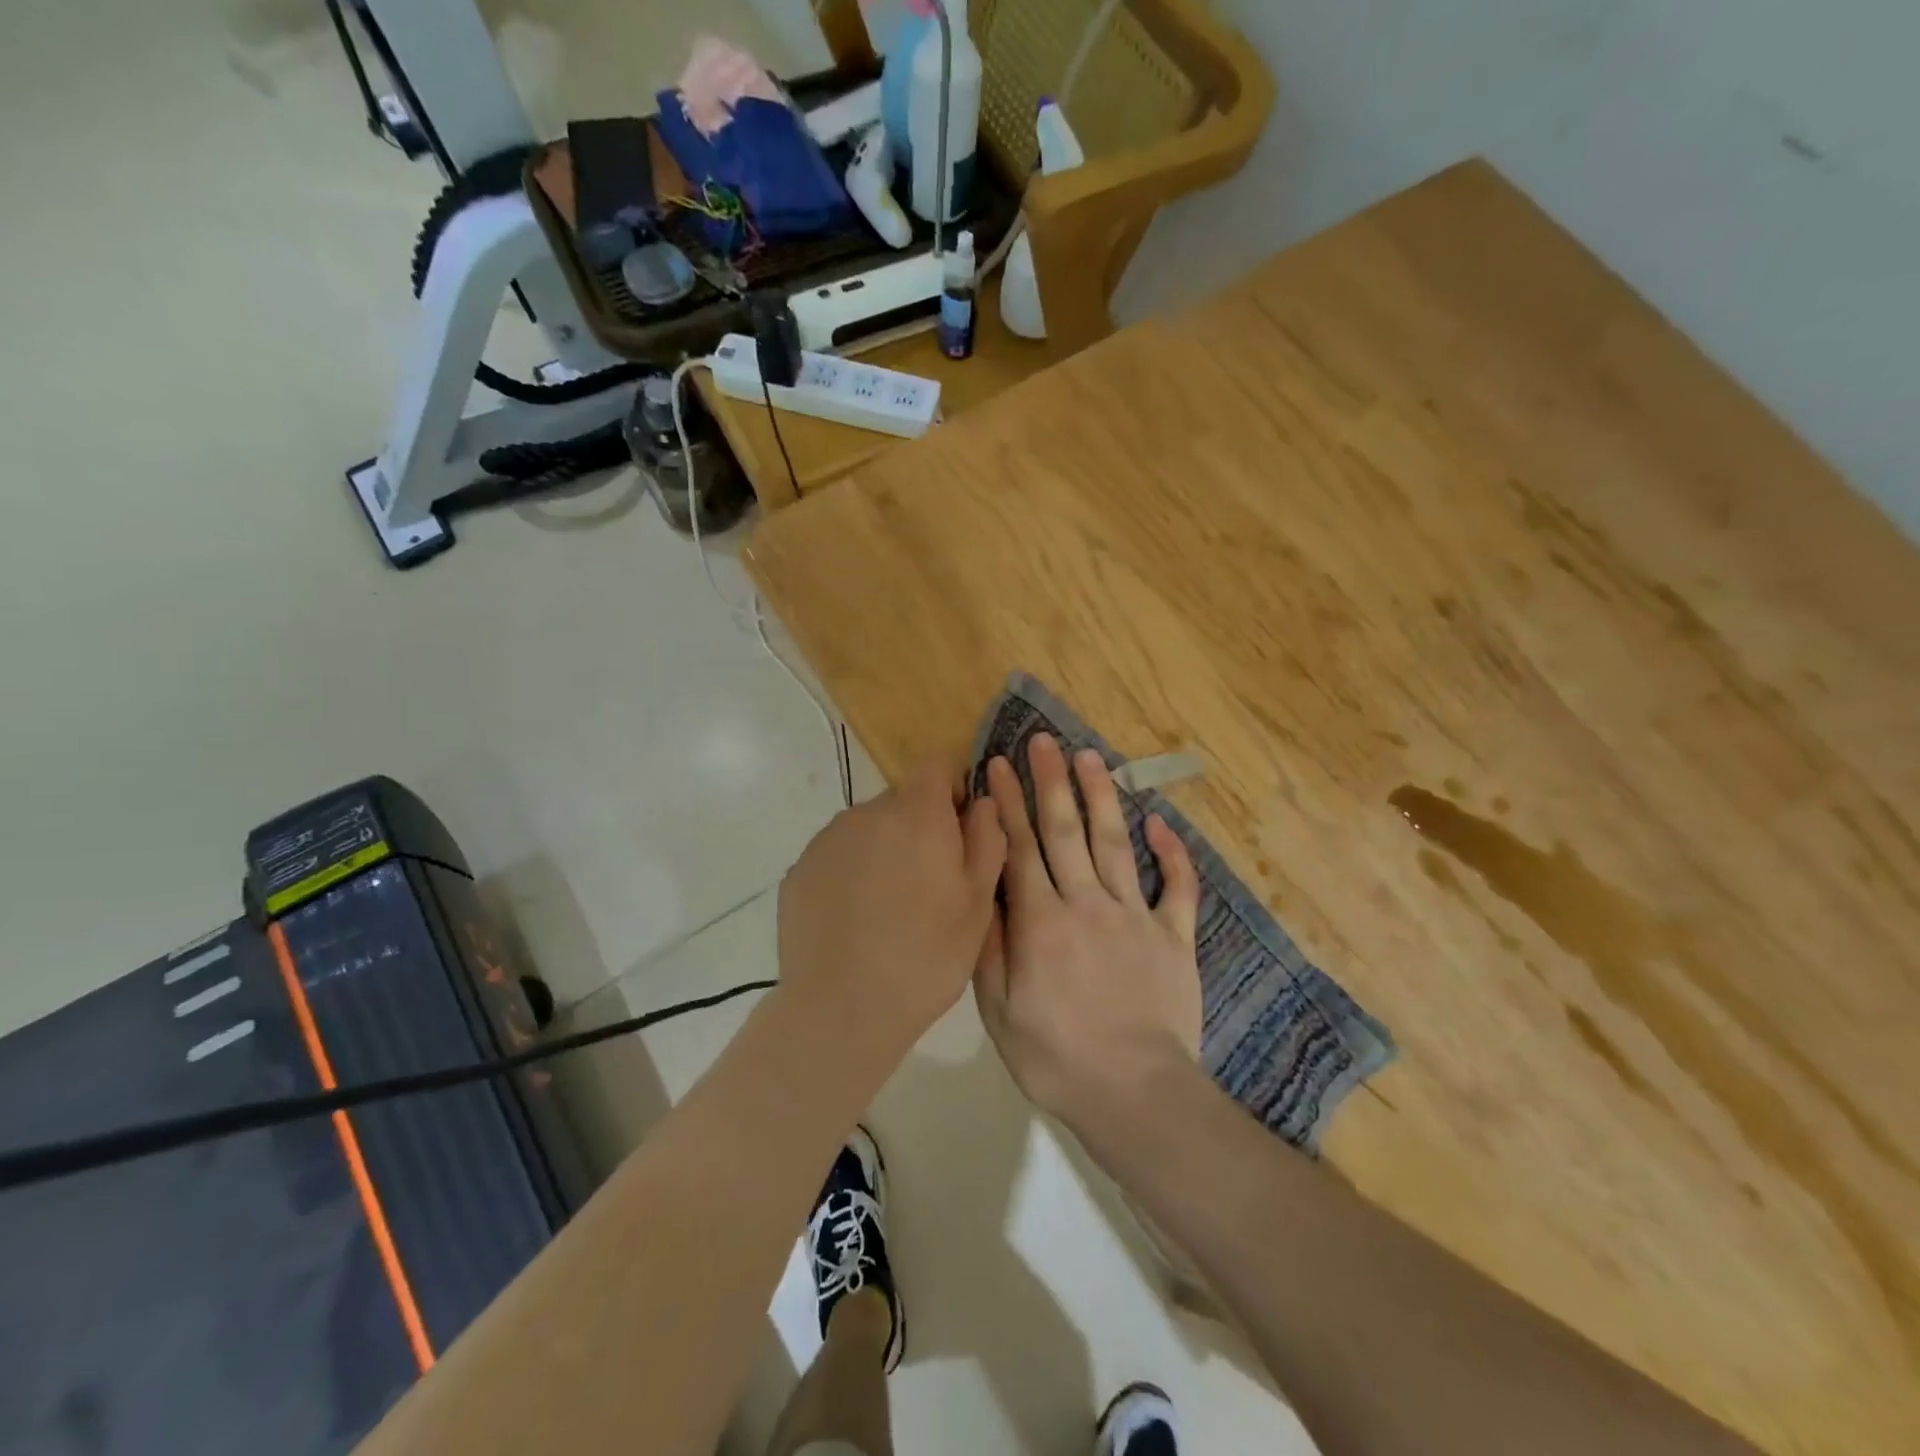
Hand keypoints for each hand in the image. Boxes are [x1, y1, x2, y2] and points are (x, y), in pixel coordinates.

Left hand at [778, 761, 1006, 1068]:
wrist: (842, 1009)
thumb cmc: (926, 956)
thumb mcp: (978, 904)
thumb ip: (986, 840)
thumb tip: (983, 801)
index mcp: (916, 814)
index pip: (936, 766)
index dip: (952, 790)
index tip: (958, 831)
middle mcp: (867, 813)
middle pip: (901, 802)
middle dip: (918, 829)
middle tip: (928, 886)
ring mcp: (826, 840)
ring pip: (867, 831)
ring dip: (883, 852)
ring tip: (888, 910)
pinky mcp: (799, 870)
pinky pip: (837, 857)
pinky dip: (850, 876)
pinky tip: (855, 922)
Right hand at [973, 734, 1202, 1132]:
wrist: (1135, 1094)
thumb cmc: (1055, 1057)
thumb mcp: (998, 1009)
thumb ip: (990, 943)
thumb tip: (983, 887)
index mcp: (1041, 921)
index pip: (1019, 848)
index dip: (1007, 803)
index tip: (997, 765)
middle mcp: (1087, 903)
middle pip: (1065, 831)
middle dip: (1051, 782)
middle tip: (1043, 741)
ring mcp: (1136, 916)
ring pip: (1115, 843)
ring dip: (1102, 797)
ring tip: (1089, 757)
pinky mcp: (1174, 937)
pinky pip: (1178, 888)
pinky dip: (1173, 855)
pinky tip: (1161, 823)